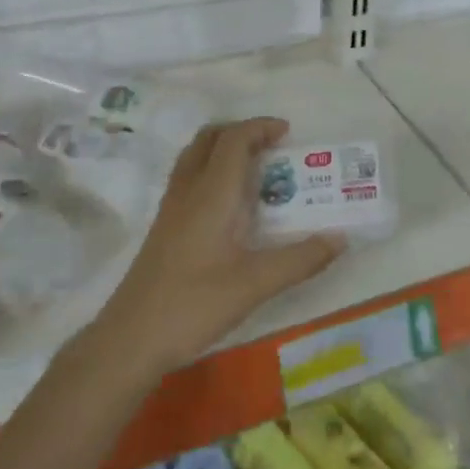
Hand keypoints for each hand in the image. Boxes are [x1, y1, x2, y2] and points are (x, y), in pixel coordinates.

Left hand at [95, 118, 344, 374]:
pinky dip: (212, 171)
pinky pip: (189, 178)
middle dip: (241, 132)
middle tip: (272, 146)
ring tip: (255, 169)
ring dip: (224, 149)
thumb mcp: (255, 285)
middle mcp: (188, 191)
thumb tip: (340, 238)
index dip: (260, 127)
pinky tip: (229, 205)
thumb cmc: (193, 305)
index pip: (234, 139)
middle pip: (210, 138)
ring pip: (195, 157)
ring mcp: (171, 208)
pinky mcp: (164, 228)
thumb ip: (300, 260)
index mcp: (212, 194)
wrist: (129, 340)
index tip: (288, 133)